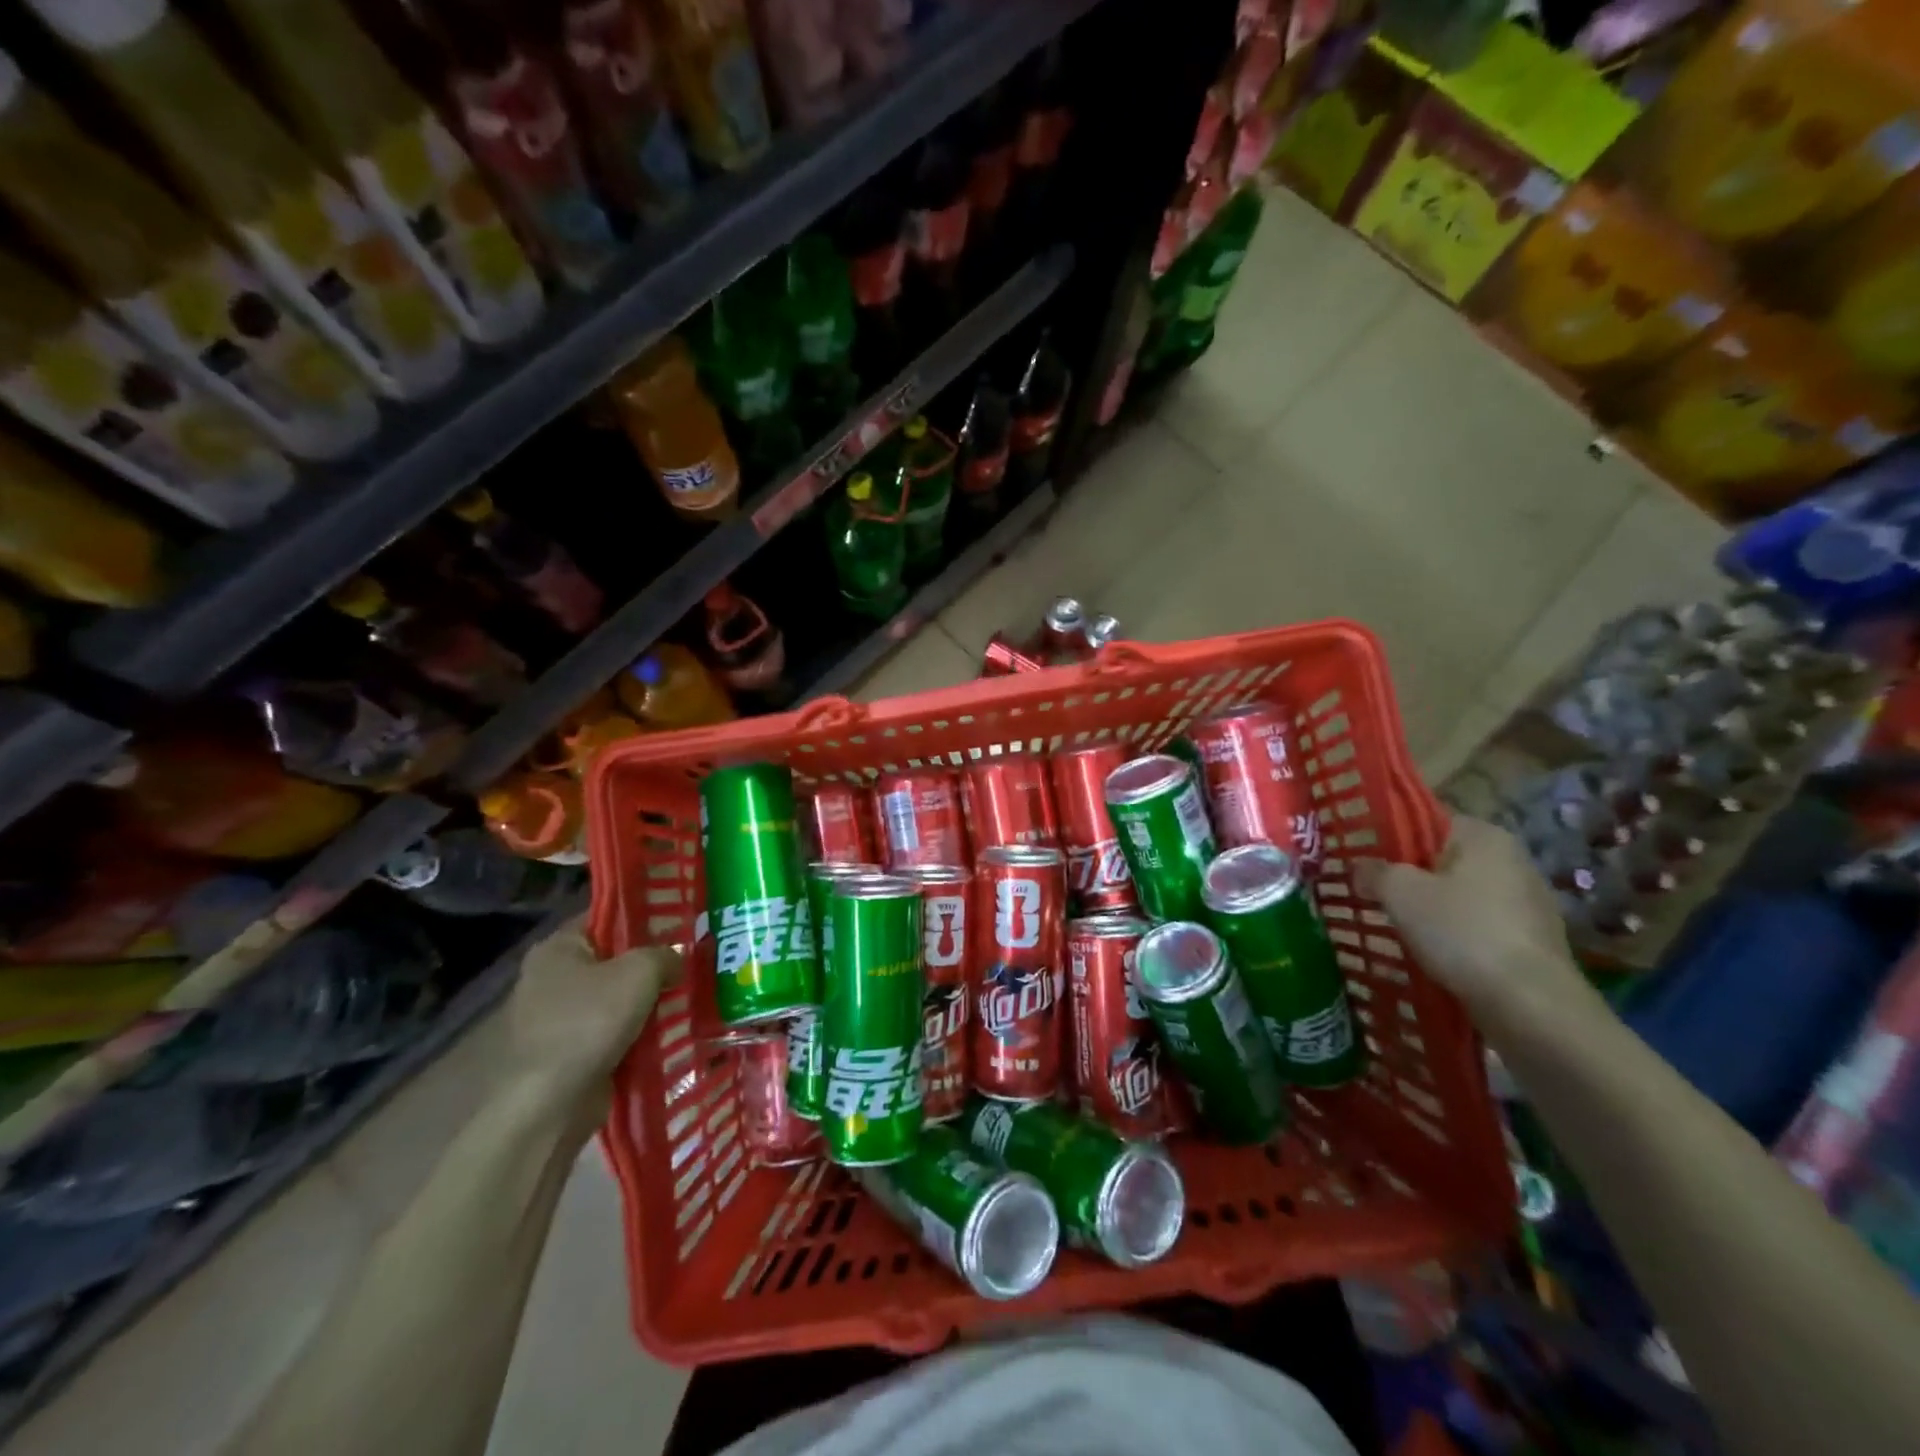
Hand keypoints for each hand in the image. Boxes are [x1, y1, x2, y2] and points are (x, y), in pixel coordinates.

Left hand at [506, 913, 676, 1098]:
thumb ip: (665, 954)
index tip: (682, 922)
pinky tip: (673, 1032)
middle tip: (694, 961)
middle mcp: (553, 978)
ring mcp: (559, 1019)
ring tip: (692, 996)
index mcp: (558, 948)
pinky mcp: (570, 1054)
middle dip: (654, 965)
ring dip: (650, 1003)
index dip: (644, 916)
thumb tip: (677, 960)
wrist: (548, 1105)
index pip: (607, 918)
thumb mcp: (639, 972)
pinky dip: (640, 1034)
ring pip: (618, 1000)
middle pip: (615, 960)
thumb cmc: (588, 1022)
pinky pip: (615, 1033)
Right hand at [1355, 817, 1599, 1039]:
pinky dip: (1454, 935)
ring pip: (1461, 895)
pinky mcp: (1531, 941)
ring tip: (1394, 925)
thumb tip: (1360, 867)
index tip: (1363, 856)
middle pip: (1445, 859)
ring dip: (1431, 908)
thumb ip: (1374, 871)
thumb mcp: (1399, 893)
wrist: (1530, 1005)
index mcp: (1484, 836)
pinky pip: (1478, 926)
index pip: (1428, 821)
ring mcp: (1528, 903)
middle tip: (1372, 892)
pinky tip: (1430, 953)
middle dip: (1410, 875)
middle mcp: (1513, 861)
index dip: (1391, 836)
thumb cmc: (1462, 932)